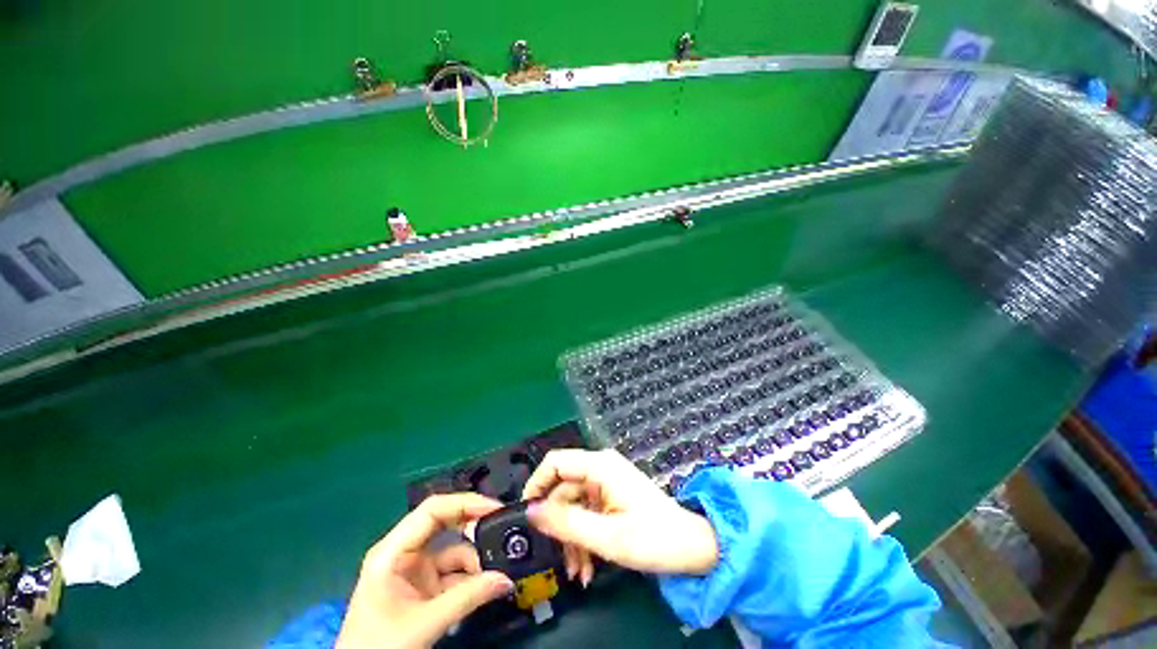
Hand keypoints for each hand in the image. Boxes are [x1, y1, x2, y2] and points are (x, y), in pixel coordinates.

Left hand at [336, 494, 514, 648]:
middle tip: (501, 529)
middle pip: (445, 524)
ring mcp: (414, 570)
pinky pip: (454, 573)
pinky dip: (471, 579)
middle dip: (473, 527)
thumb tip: (505, 580)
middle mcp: (404, 552)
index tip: (494, 508)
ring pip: (453, 551)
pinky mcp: (423, 587)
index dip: (464, 503)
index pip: (432, 510)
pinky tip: (485, 589)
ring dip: (475, 561)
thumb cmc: (379, 647)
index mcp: (392, 551)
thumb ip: (467, 599)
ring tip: (495, 576)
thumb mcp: (423, 624)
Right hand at [522, 449, 718, 581]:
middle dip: (560, 528)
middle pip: (563, 491)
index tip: (527, 517)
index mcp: (600, 466)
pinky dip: (584, 539)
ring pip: (574, 507)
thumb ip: (566, 523)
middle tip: (561, 563)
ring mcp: (606, 483)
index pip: (555, 462)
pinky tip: (588, 567)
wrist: (694, 547)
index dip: (536, 485)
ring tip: (579, 573)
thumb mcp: (607, 537)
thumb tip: (531, 511)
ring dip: (572, 540)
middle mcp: (601, 468)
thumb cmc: (654, 538)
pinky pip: (587, 514)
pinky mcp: (611, 497)